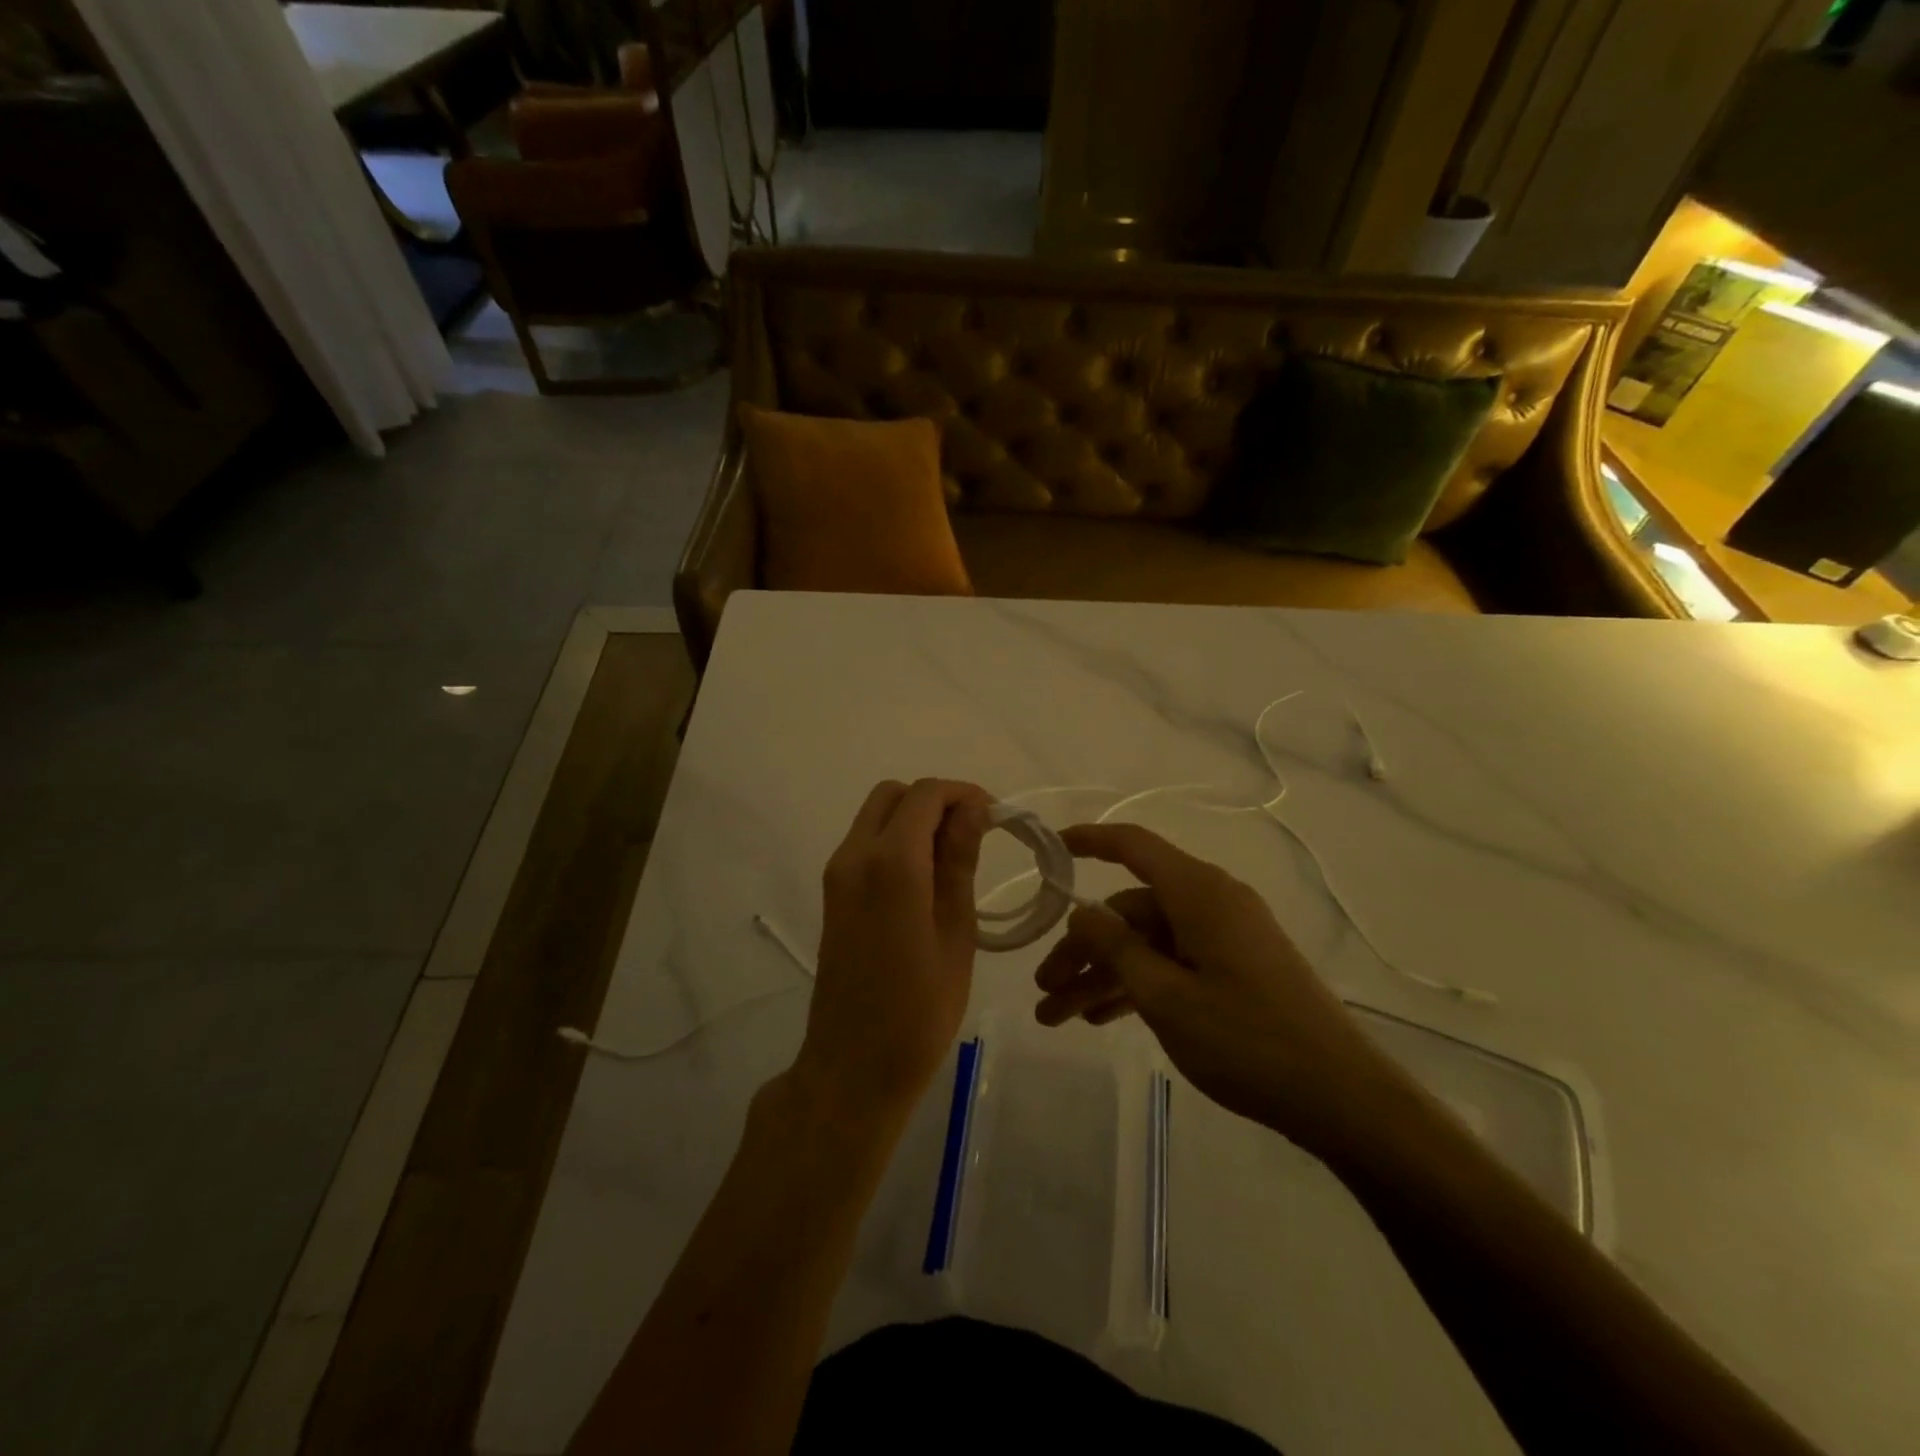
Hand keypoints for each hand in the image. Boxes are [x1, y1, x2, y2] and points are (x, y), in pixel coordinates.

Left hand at [791, 778, 992, 1121]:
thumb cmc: (919, 1009)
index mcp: (890, 863)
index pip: (925, 794)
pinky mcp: (832, 894)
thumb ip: (959, 862)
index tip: (995, 819)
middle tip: (974, 835)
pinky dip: (896, 841)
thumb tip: (972, 809)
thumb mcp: (955, 932)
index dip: (963, 794)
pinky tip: (925, 879)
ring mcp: (837, 874)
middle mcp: (854, 855)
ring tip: (954, 858)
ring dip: (914, 820)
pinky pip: (865, 844)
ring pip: (876, 816)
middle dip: (935, 801)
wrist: (852, 1066)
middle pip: (893, 795)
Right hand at [1033, 823, 1410, 1157]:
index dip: (1088, 841)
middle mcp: (1211, 903)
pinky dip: (1138, 985)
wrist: (1341, 1098)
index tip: (1049, 851)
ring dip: (1104, 975)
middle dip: (1083, 949)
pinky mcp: (1234, 970)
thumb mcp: (1166, 996)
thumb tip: (1081, 913)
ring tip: (1059, 1017)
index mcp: (1198, 893)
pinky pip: (1173, 964)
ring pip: (1147, 943)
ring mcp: (1224, 938)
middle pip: (1130, 910)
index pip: (1133, 846)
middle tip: (1044, 991)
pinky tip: (1102, 1018)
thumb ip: (1115, 948)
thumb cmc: (1247, 1040)